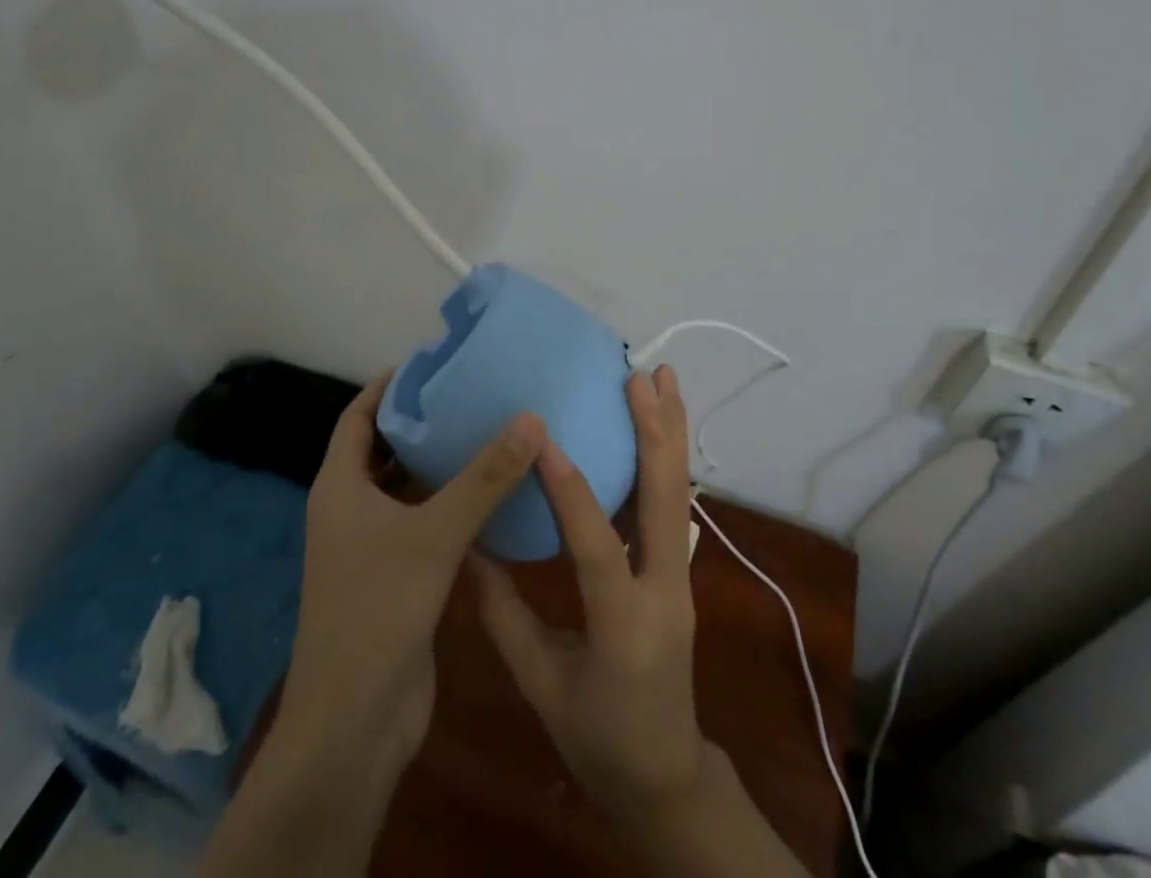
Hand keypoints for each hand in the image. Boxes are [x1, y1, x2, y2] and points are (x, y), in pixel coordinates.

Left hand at [282, 370, 544, 771]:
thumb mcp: (434, 534)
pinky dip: (454, 503)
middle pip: (385, 448)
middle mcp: (351, 509)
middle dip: (424, 420)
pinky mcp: (398, 577)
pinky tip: (496, 492)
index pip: (358, 415)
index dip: (390, 384)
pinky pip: (427, 523)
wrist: (354, 725)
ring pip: (409, 487)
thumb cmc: (378, 611)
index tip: (434, 361)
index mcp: (340, 487)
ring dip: (442, 463)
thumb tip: (531, 416)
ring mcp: (373, 546)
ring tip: (491, 428)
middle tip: (473, 390)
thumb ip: (484, 477)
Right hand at [472, 366, 706, 822]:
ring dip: (671, 431)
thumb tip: (469, 548)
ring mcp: (681, 577)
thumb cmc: (598, 740)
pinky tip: (657, 425)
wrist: (666, 776)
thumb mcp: (541, 686)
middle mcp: (665, 591)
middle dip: (655, 432)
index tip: (546, 438)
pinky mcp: (680, 570)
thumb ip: (505, 616)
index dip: (571, 492)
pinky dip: (667, 457)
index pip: (598, 547)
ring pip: (680, 492)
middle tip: (641, 376)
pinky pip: (674, 504)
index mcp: (624, 628)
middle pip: (666, 500)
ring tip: (664, 379)